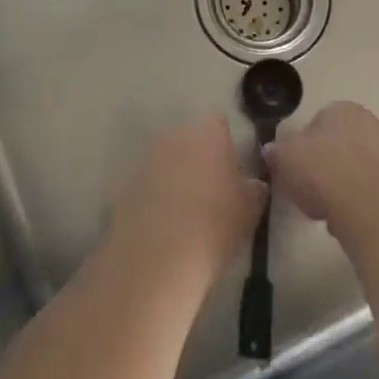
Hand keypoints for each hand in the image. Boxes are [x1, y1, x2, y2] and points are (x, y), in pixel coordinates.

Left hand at [110, 116, 265, 292]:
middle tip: (209, 188)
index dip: (226, 143)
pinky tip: (161, 221)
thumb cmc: (215, 224)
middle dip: (198, 156)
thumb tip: (253, 184)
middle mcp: (174, 135)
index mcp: (208, 134)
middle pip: (189, 138)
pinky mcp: (124, 182)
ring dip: (174, 174)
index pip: (219, 124)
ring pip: (165, 158)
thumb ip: (254, 189)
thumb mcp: (250, 210)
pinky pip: (146, 182)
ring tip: (184, 208)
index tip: (231, 167)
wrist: (159, 255)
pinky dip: (153, 194)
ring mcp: (146, 157)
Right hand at [263, 102, 378, 235]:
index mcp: (342, 108)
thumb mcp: (284, 157)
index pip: (317, 123)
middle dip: (325, 166)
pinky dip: (360, 203)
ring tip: (326, 210)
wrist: (371, 205)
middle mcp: (371, 123)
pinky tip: (348, 220)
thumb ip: (276, 152)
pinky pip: (372, 192)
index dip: (302, 147)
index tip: (293, 170)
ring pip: (358, 169)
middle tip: (308, 190)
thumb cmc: (323, 170)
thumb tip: (271, 151)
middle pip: (340, 145)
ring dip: (344, 186)